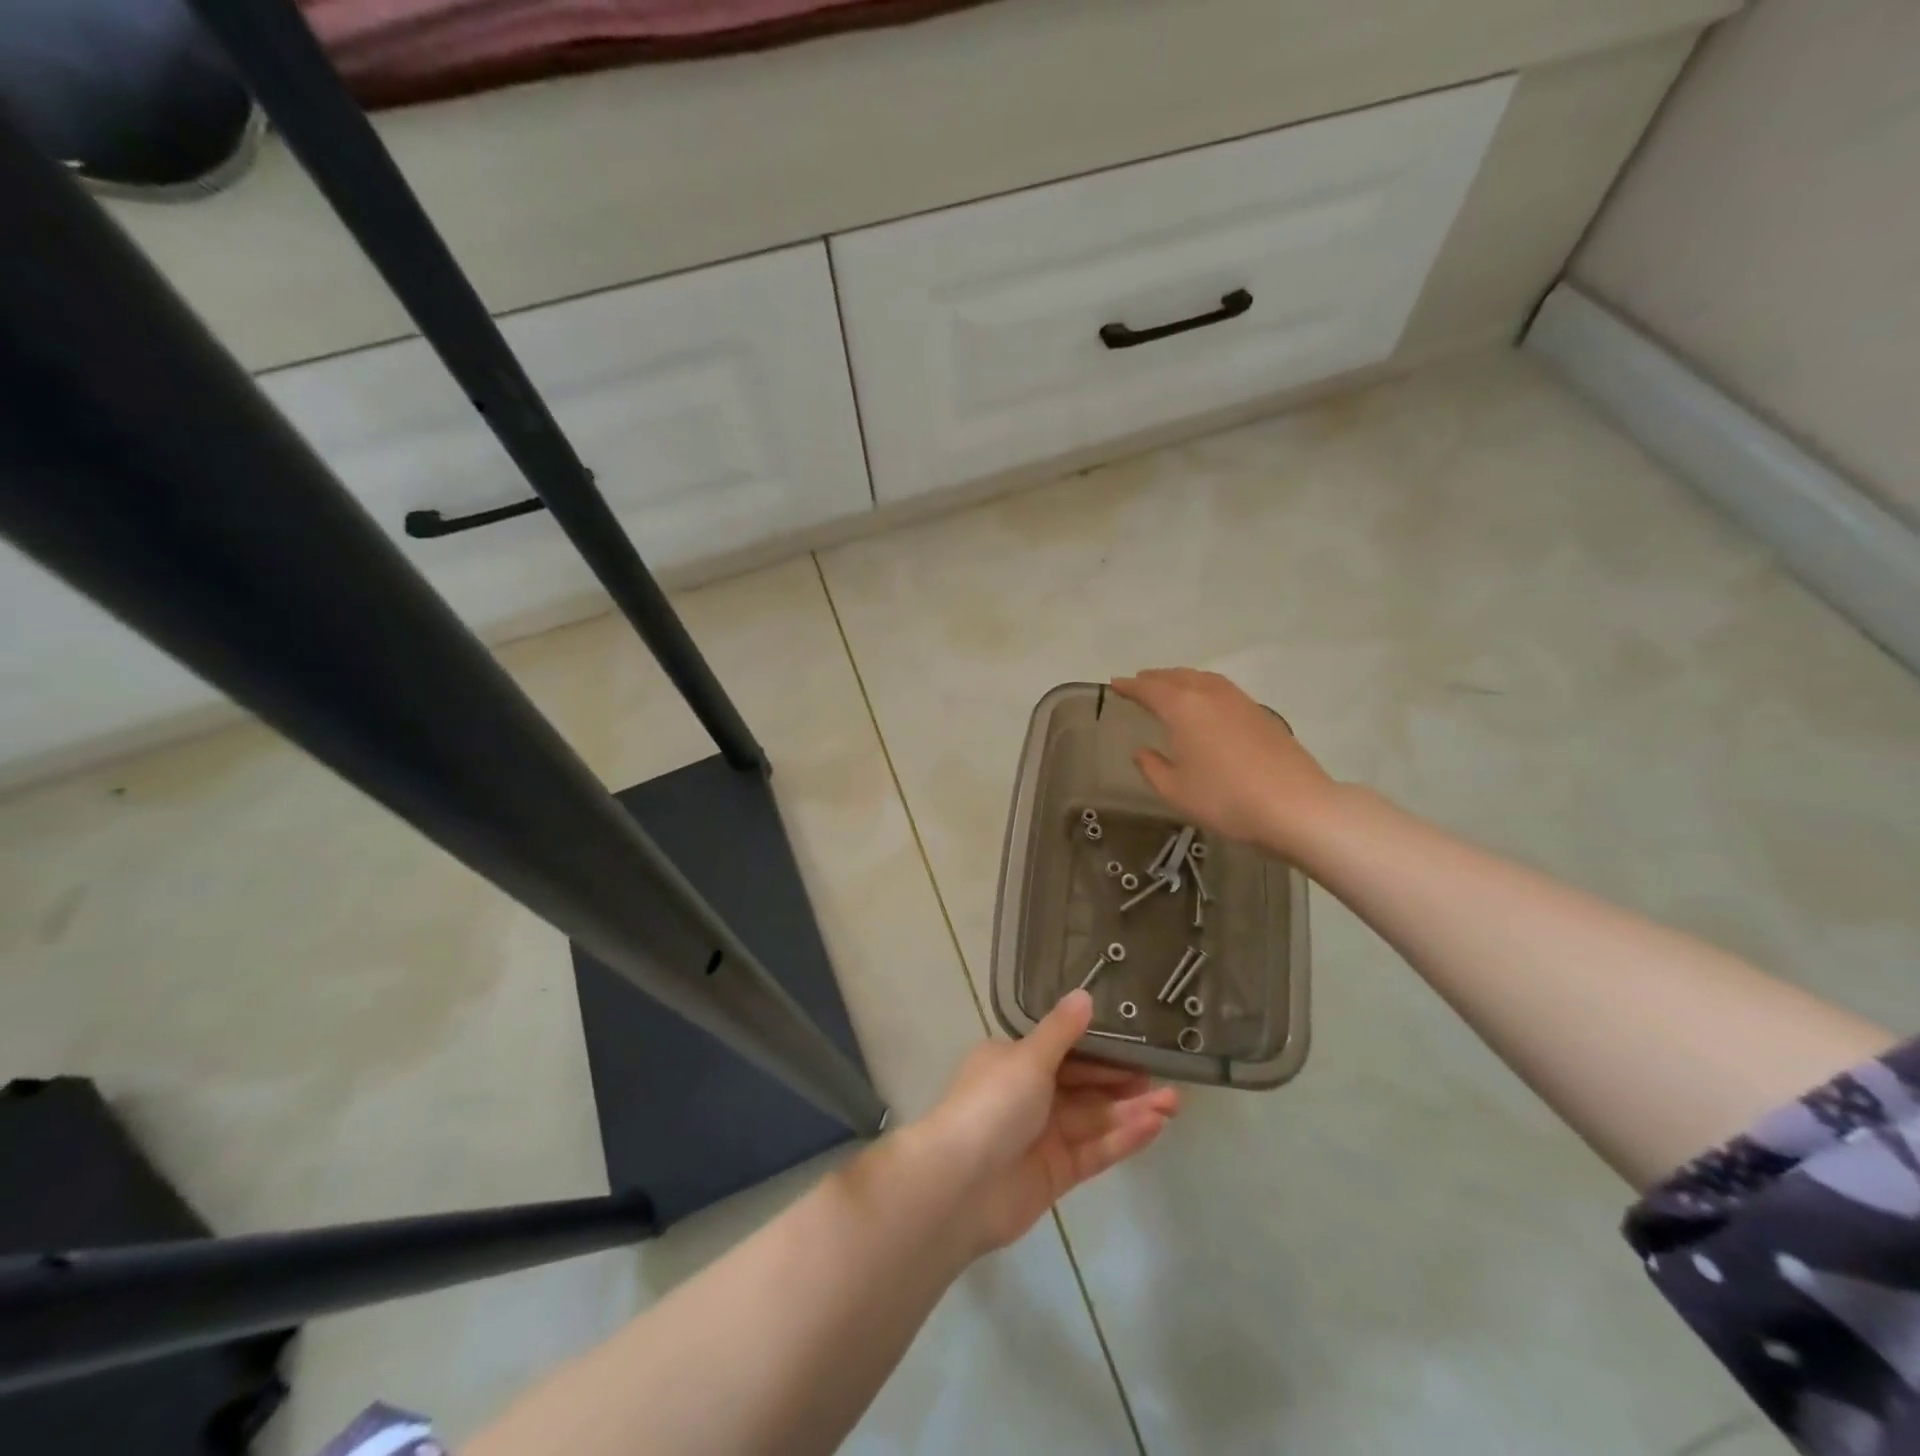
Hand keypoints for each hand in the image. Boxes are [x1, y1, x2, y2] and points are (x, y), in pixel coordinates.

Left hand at [920, 991, 1178, 1254]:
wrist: (961, 1185)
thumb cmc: (992, 1105)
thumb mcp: (1027, 1058)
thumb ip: (1061, 1031)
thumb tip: (1084, 994)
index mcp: (1014, 1062)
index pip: (1066, 1052)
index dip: (1102, 1051)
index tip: (1139, 1048)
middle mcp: (1028, 1095)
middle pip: (1084, 1086)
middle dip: (1123, 1083)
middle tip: (1166, 1079)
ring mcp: (1043, 1136)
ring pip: (1095, 1118)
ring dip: (1132, 1111)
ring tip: (1174, 1103)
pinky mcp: (1056, 1173)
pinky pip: (1095, 1150)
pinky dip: (1123, 1138)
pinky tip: (1155, 1127)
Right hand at [1111, 667, 1341, 854]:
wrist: (1295, 806)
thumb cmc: (1226, 800)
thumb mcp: (1176, 791)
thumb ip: (1153, 768)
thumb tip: (1142, 752)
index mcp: (1183, 708)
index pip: (1149, 689)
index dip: (1130, 686)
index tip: (1115, 683)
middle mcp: (1210, 695)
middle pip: (1177, 677)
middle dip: (1155, 678)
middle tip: (1139, 682)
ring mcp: (1239, 701)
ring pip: (1203, 679)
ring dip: (1181, 679)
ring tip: (1170, 687)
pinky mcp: (1261, 713)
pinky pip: (1222, 689)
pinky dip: (1204, 688)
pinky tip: (1206, 704)